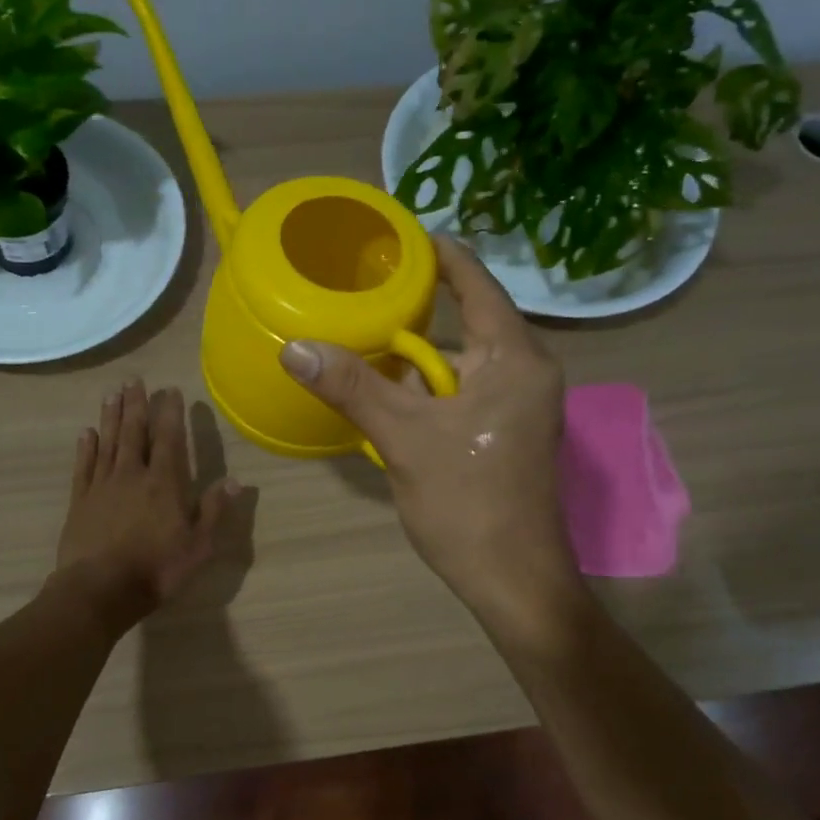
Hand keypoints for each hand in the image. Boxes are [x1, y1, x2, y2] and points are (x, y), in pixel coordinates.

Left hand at [55, 379, 239, 628]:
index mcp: (164, 483)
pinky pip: (84, 466)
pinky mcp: (80, 501)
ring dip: (110, 417)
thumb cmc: (156, 569)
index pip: (169, 439)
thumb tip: (233, 480)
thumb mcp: (199, 546)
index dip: (170, 414)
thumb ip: (214, 510)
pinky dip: (86, 448)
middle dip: (136, 405)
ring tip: (112, 393)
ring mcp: (102, 486)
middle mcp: (132, 475)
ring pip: (107, 442)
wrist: (99, 590)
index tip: (170, 391)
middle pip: (134, 432)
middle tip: (133, 380)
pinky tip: (86, 433)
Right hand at [279, 236, 581, 633]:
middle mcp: (526, 372)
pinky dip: (427, 390)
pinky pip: (463, 393)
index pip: (477, 283)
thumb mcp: (404, 438)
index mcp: (515, 358)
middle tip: (362, 293)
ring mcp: (520, 406)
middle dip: (415, 312)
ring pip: (460, 364)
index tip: (397, 238)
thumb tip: (294, 346)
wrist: (513, 580)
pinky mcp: (507, 434)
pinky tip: (387, 395)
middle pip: (465, 324)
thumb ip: (351, 386)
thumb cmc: (469, 502)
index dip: (439, 255)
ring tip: (362, 340)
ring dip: (415, 360)